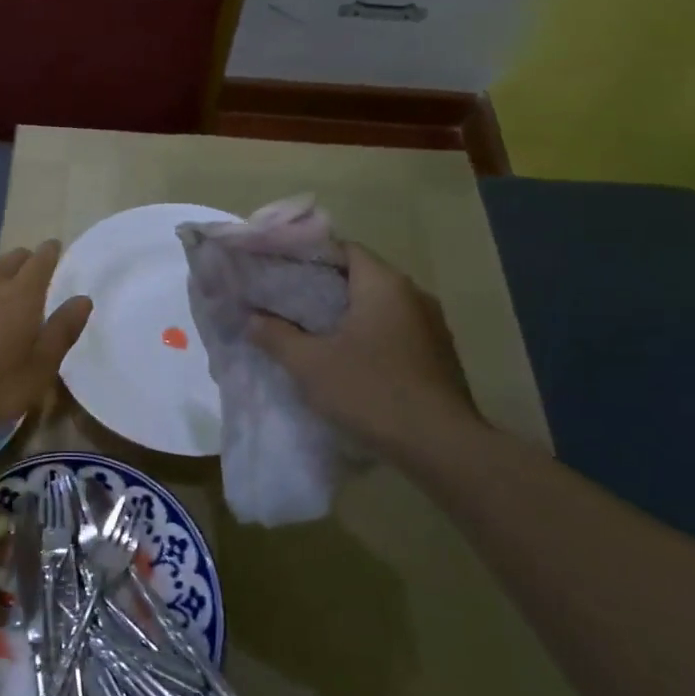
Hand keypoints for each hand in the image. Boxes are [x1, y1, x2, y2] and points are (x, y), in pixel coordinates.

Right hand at [249, 240, 482, 462]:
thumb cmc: (371, 391)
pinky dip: (370, 335)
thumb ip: (276, 336)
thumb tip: (252, 319)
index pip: (344, 248)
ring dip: (349, 314)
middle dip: (324, 286)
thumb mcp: (310, 364)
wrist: (442, 447)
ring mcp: (432, 326)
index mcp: (384, 284)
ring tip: (312, 330)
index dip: (310, 255)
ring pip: (380, 306)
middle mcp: (413, 295)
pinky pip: (396, 331)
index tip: (281, 269)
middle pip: (362, 276)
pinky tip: (348, 359)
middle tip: (288, 301)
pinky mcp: (439, 356)